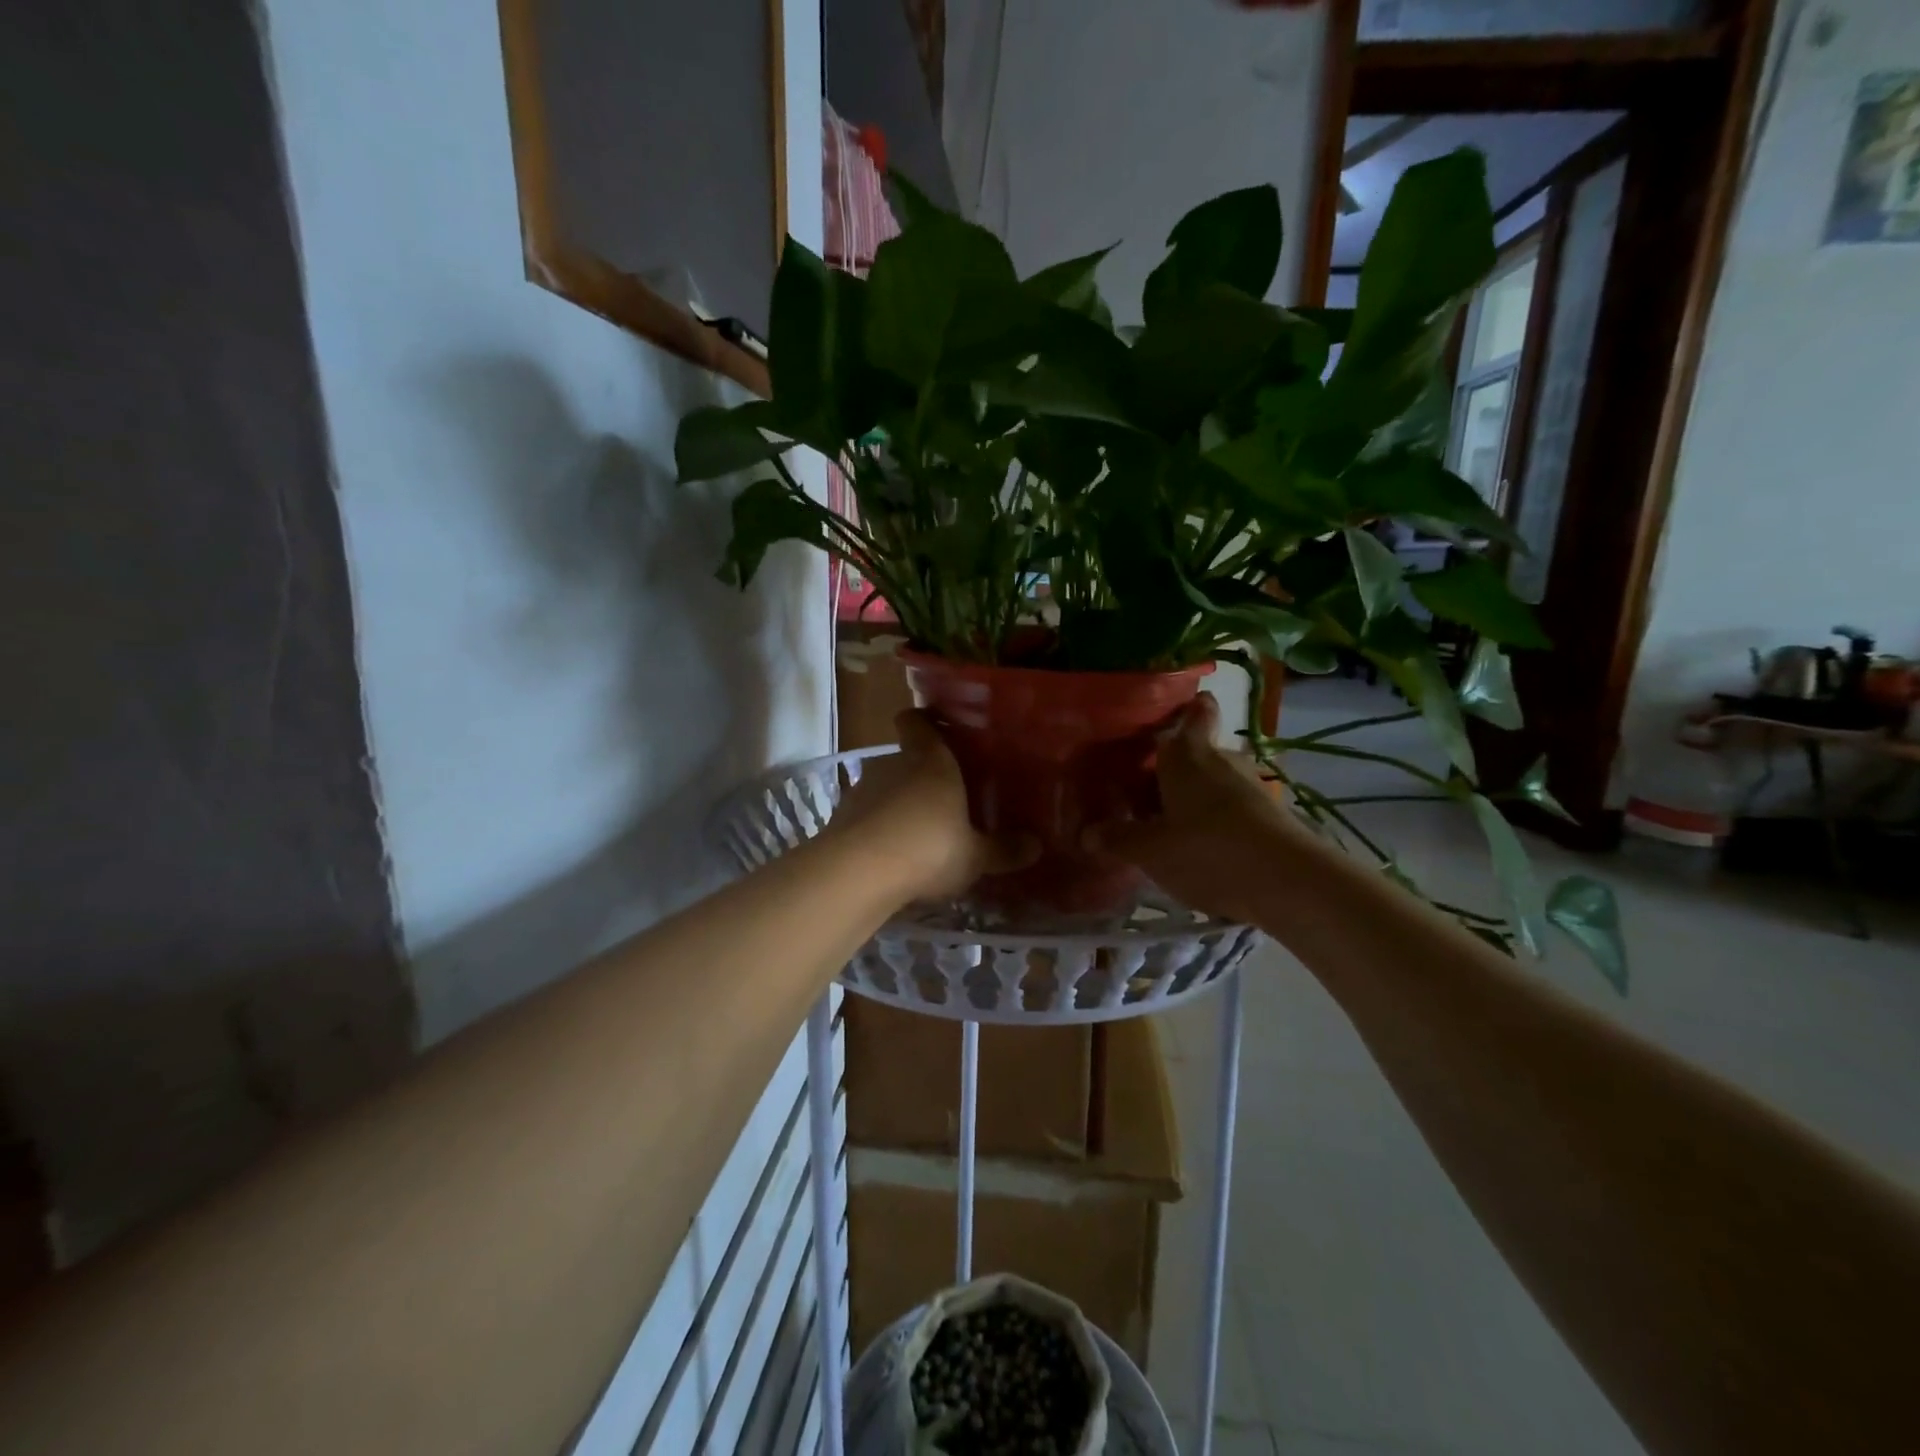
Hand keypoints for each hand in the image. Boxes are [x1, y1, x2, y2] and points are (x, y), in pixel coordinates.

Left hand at [825, 711, 1035, 901]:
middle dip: (922, 775)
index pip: (918, 721)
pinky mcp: (841, 819)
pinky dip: (878, 830)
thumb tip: (1036, 846)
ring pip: (885, 788)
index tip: (936, 728)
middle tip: (945, 798)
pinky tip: (892, 857)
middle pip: (906, 758)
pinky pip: (867, 817)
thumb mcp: (974, 856)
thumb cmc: (928, 848)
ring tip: (919, 833)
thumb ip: (1003, 849)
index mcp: (930, 760)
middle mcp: (893, 764)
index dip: (924, 721)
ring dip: (898, 805)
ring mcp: (862, 790)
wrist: (857, 873)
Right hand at [1085, 693, 1318, 923]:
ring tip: (1169, 826)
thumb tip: (1086, 834)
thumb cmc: (1207, 850)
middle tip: (1144, 795)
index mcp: (1188, 754)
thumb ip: (1119, 839)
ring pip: (1215, 782)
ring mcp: (1251, 786)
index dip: (1186, 710)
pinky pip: (1233, 807)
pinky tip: (1201, 848)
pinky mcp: (1271, 815)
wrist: (1288, 883)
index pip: (1195, 713)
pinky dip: (1217, 819)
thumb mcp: (1151, 851)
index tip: (1170, 718)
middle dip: (1174, 770)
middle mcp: (1222, 759)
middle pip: (1197, 752)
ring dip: (1195, 798)